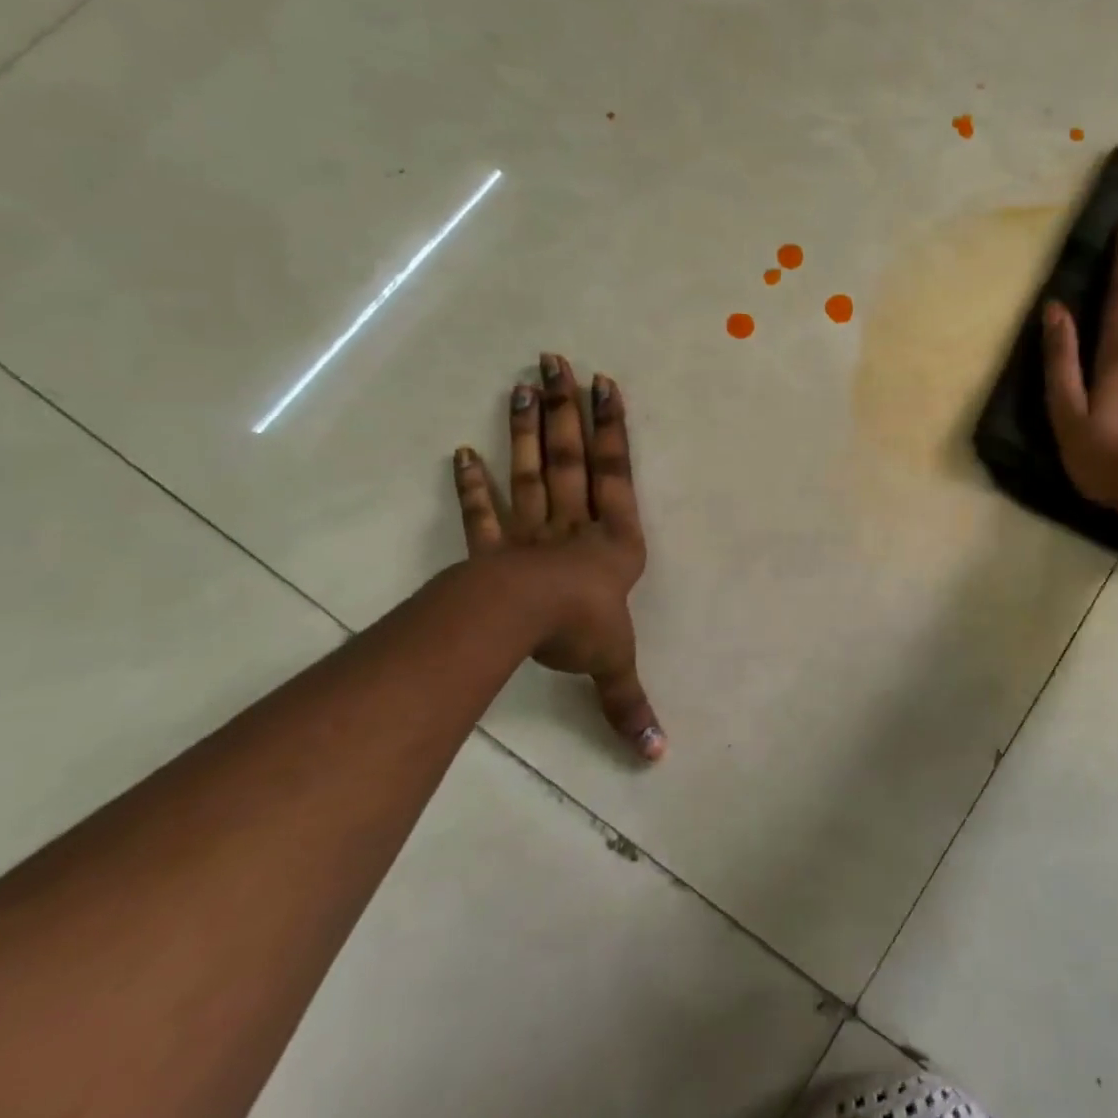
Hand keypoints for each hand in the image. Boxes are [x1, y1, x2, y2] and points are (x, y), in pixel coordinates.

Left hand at [451, 353, 662, 761]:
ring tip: (523, 382)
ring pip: (532, 469)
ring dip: (526, 428)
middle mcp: (572, 523)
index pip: (615, 472)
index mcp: (611, 538)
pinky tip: (459, 452)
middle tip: (557, 359)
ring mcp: (529, 530)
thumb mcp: (615, 664)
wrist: (522, 624)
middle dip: (567, 408)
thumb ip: (630, 702)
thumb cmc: (580, 628)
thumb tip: (657, 758)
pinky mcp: (491, 549)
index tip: (605, 384)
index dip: (612, 428)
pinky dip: (471, 484)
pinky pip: (482, 512)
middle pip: (572, 455)